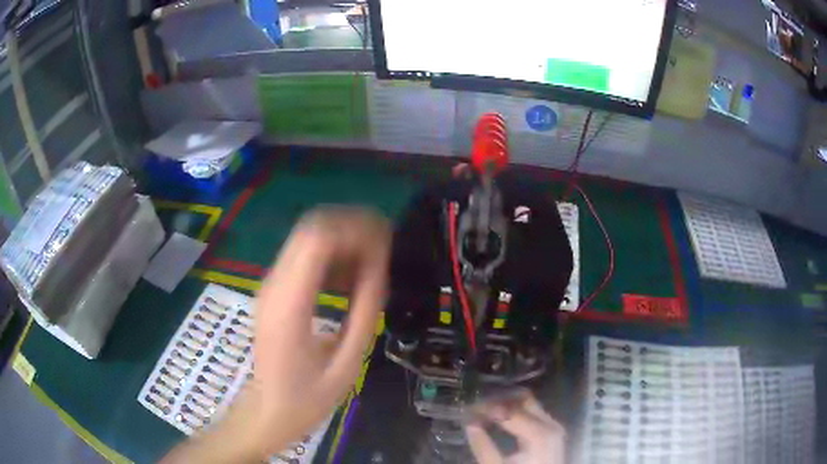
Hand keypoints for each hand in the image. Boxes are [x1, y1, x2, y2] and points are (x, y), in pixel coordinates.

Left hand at [163, 207, 390, 462]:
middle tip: (383, 247)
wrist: (266, 411)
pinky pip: (303, 255)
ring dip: (342, 239)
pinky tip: (348, 279)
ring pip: (307, 236)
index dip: (356, 230)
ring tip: (371, 264)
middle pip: (311, 227)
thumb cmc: (306, 399)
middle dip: (352, 227)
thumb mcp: (345, 365)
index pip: (318, 239)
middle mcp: (274, 285)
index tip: (386, 245)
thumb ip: (363, 314)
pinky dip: (330, 254)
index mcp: (289, 305)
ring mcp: (270, 285)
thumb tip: (379, 270)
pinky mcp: (273, 290)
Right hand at [465, 391, 565, 463]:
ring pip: (530, 404)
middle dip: (499, 401)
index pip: (508, 410)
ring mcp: (555, 427)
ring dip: (507, 405)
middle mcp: (551, 424)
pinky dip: (517, 413)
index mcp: (539, 434)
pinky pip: (535, 413)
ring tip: (486, 413)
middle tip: (477, 408)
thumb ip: (483, 446)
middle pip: (523, 399)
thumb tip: (469, 424)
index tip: (468, 410)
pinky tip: (501, 420)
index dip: (486, 408)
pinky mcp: (553, 432)